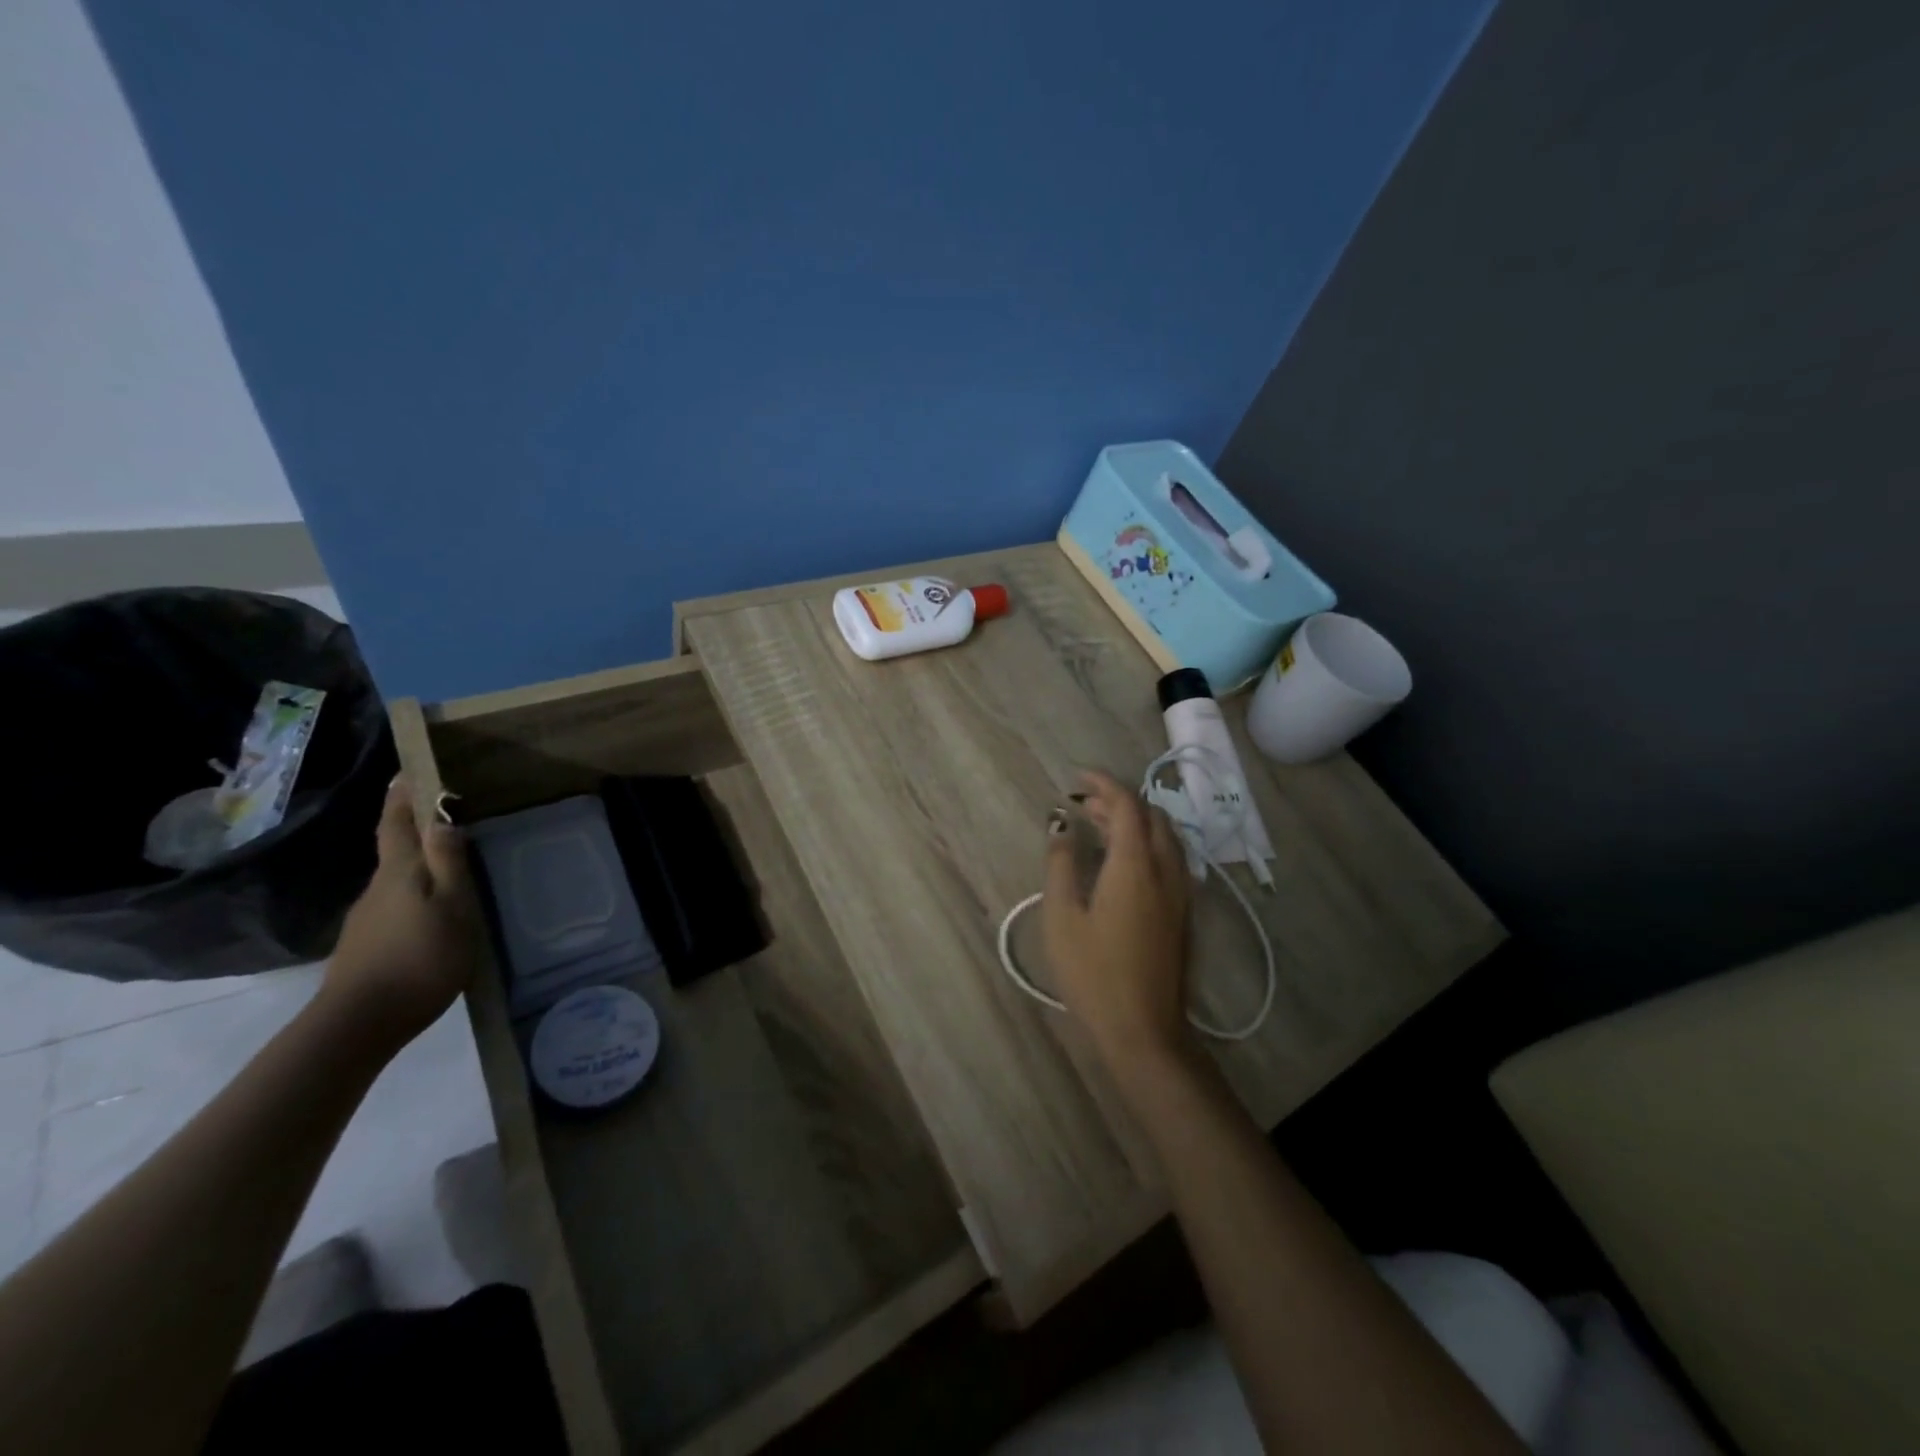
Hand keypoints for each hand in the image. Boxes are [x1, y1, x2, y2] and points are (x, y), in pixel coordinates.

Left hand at [322, 778, 478, 1053]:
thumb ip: (448, 862)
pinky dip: (414, 896)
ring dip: (418, 865)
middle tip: (446, 814)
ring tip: (450, 865)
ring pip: (397, 879)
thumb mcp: (452, 906)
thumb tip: (443, 816)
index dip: (402, 795)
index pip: (397, 822)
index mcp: (400, 872)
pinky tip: (433, 912)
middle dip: (414, 827)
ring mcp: (367, 917)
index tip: (408, 770)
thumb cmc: (419, 958)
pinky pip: (396, 906)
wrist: (359, 1023)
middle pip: (396, 848)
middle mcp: (378, 887)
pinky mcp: (366, 944)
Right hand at [1041, 770, 1192, 1068]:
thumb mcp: (1062, 917)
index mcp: (1135, 865)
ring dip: (1135, 821)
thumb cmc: (1094, 973)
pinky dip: (1147, 843)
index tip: (1078, 778)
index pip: (1127, 805)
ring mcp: (1180, 892)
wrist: (1144, 1029)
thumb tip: (1059, 825)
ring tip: (1099, 828)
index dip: (1103, 784)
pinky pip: (1170, 858)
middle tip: (1084, 805)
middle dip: (1119, 801)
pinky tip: (1122, 862)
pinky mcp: (1183, 912)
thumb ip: (1061, 864)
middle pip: (1150, 816)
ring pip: (1165, 836)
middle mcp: (1165, 869)